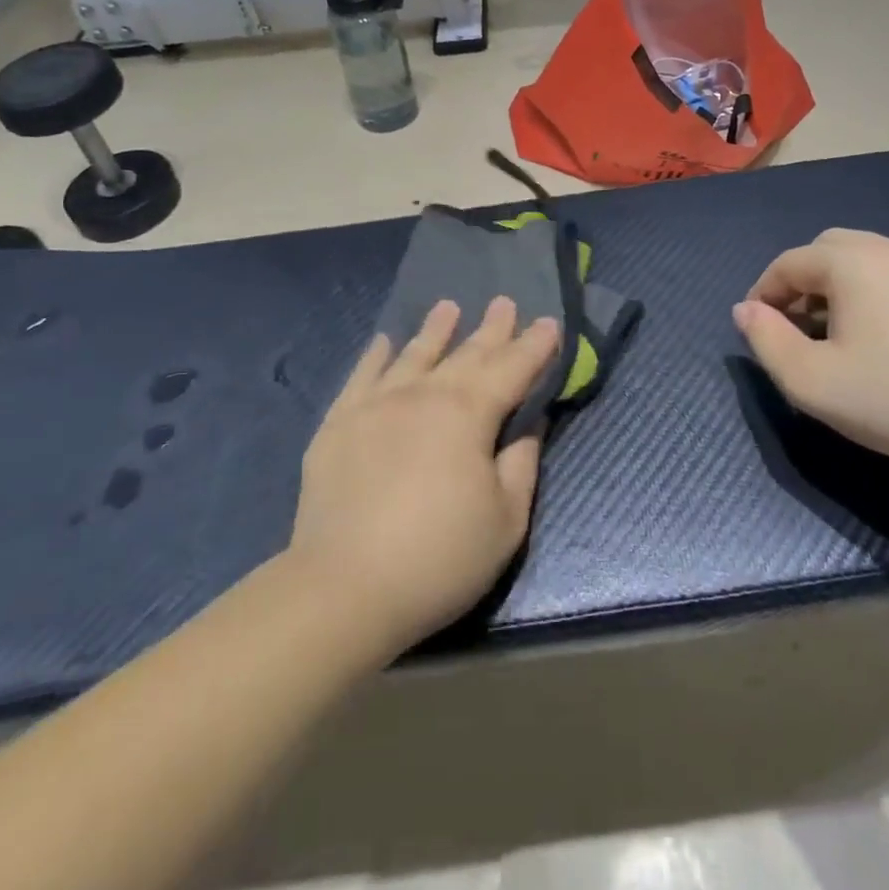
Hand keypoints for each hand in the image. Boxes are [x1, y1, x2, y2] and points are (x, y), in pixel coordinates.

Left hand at [288, 298, 560, 661]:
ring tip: (448, 307)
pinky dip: (376, 355)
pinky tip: (384, 341)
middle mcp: (423, 395)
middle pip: (465, 354)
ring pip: (413, 355)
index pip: (511, 369)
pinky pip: (362, 376)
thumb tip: (530, 423)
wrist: (345, 588)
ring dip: (435, 330)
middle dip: (491, 329)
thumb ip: (521, 464)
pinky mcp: (339, 423)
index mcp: (468, 414)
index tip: (549, 323)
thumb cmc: (439, 559)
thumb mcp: (505, 520)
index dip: (534, 346)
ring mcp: (375, 405)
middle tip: (505, 301)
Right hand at [731, 230, 888, 479]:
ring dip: (835, 290)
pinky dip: (870, 297)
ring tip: (834, 339)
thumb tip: (746, 310)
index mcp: (851, 261)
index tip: (757, 331)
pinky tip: (881, 344)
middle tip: (793, 329)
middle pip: (826, 251)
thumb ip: (766, 340)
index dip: (762, 294)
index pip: (787, 264)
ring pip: (863, 263)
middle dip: (799, 284)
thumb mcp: (811, 381)